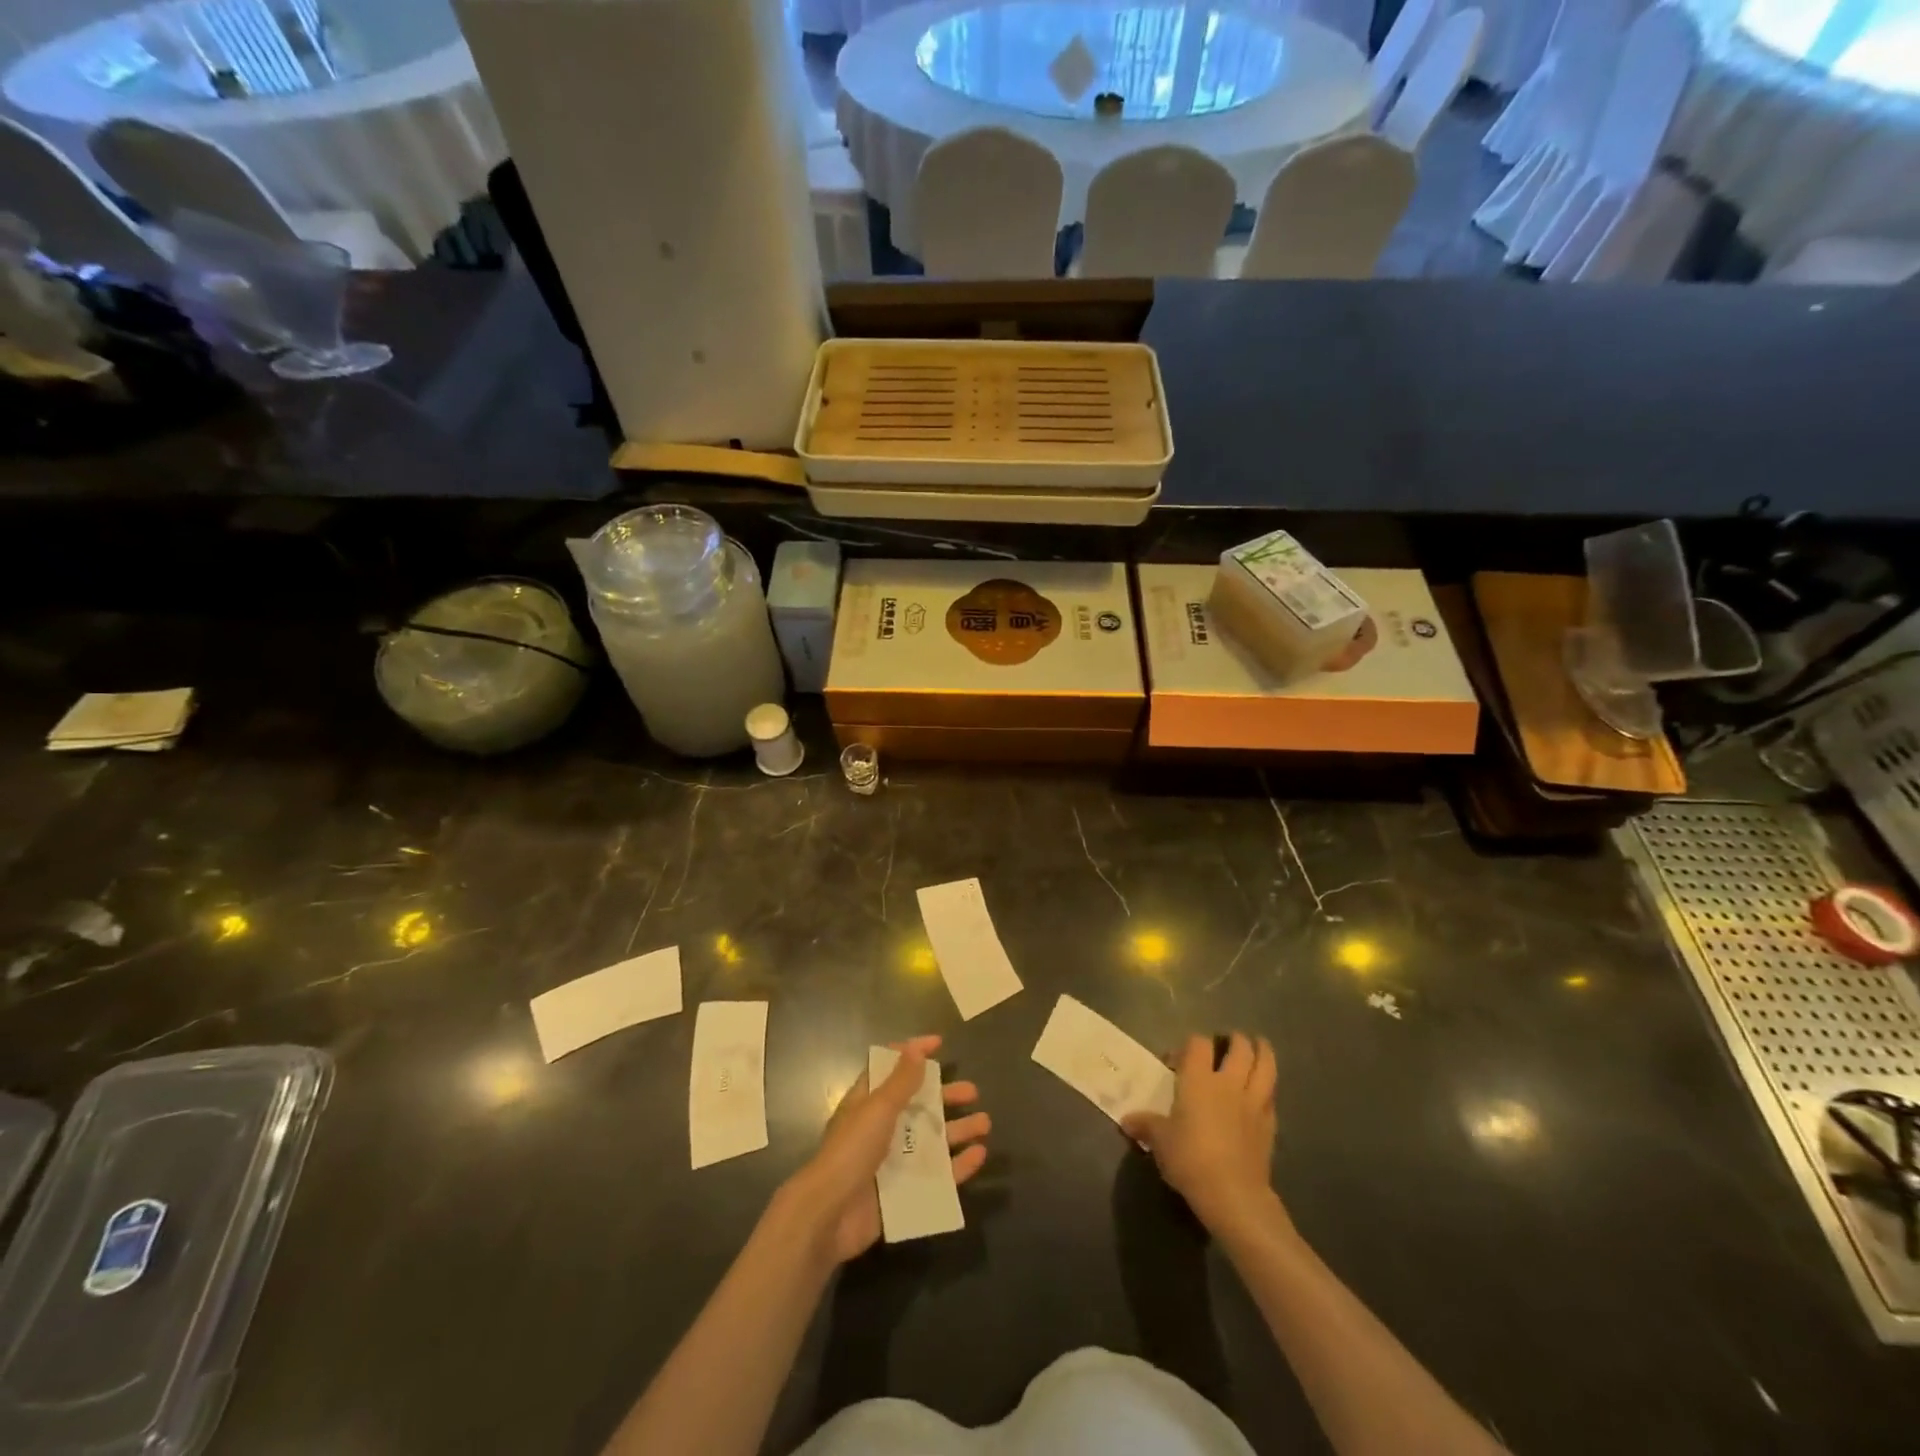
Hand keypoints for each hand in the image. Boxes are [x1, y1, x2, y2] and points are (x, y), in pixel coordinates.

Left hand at [783, 1035, 990, 1265]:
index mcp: (868, 1103)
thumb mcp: (877, 1108)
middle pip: (918, 1106)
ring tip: (984, 1123)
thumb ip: (900, 1081)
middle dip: (945, 1096)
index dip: (913, 1054)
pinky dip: (958, 1166)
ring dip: (958, 1130)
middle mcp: (881, 1128)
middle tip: (973, 1092)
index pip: (891, 1069)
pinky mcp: (904, 1192)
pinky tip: (979, 1156)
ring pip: (932, 1140)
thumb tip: (916, 1048)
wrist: (830, 1215)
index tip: (939, 1043)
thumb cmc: (851, 1151)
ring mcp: (894, 1162)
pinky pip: (937, 1175)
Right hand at [1123, 1032, 1280, 1234]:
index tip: (1177, 1060)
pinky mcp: (1269, 1125)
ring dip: (1263, 1053)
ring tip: (1260, 1046)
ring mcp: (1253, 1103)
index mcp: (1198, 1079)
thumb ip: (1145, 1125)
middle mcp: (1228, 1083)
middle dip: (1235, 1040)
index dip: (1189, 1045)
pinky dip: (1268, 1089)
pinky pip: (1271, 1097)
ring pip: (1266, 1066)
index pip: (1198, 1043)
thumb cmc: (1190, 1158)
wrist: (1233, 1194)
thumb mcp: (1160, 1141)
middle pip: (1240, 1048)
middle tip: (1229, 1041)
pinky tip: (1264, 1093)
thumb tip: (1126, 1121)